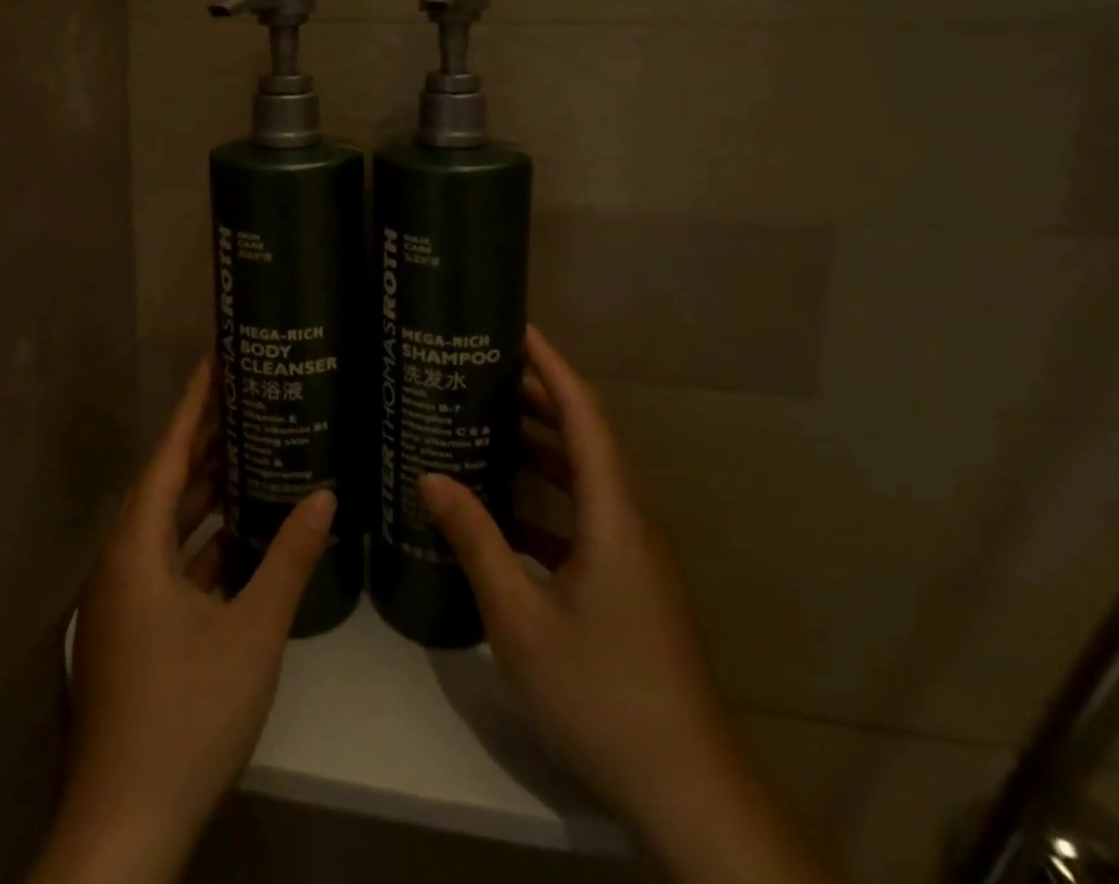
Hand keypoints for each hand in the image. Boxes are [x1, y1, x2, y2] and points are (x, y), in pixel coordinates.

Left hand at [29, 356, 334, 883]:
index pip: (168, 452)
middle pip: (167, 481)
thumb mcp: (251, 632)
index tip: (217, 358)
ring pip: (169, 523)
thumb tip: (326, 495)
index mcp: (137, 547)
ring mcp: (125, 598)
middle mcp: (122, 560)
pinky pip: (171, 560)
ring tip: (252, 448)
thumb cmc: (186, 717)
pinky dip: (204, 539)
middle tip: (248, 395)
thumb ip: (289, 559)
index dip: (193, 403)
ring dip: (206, 490)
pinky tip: (240, 531)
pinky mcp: (135, 629)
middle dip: (205, 439)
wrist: (124, 830)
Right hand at [420, 328, 834, 883]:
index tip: (516, 329)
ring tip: (485, 423)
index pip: (584, 413)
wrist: (688, 790)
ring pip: (585, 476)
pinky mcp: (629, 580)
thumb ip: (476, 542)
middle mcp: (630, 518)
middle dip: (538, 397)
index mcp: (613, 512)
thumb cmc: (601, 693)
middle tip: (481, 371)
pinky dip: (545, 496)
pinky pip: (584, 513)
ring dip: (541, 446)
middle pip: (585, 436)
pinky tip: (502, 509)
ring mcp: (633, 552)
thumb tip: (431, 478)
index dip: (552, 365)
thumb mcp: (520, 617)